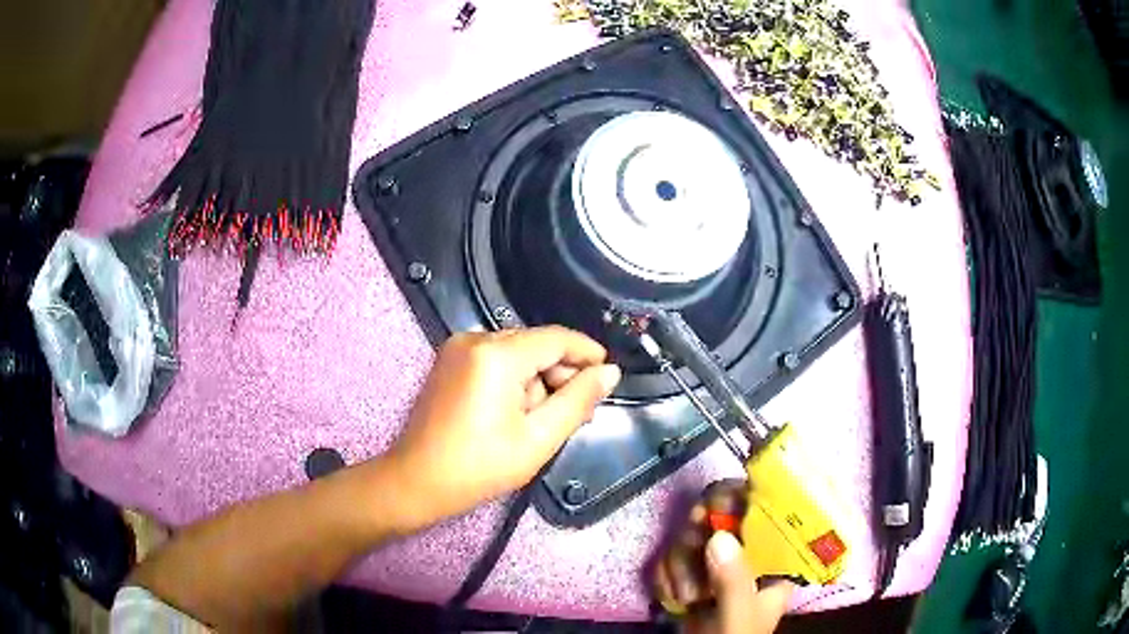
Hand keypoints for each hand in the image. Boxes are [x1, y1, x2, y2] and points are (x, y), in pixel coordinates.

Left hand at [385, 326, 620, 529]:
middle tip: (577, 413)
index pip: (556, 338)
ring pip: (517, 352)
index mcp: (497, 355)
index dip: (587, 353)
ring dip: (537, 380)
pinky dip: (514, 380)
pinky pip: (496, 359)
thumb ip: (578, 400)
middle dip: (560, 374)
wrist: (416, 481)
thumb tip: (610, 371)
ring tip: (542, 422)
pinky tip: (517, 412)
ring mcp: (458, 347)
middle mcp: (476, 338)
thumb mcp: (538, 439)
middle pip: (536, 344)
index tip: (609, 376)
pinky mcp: (449, 360)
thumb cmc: (479, 467)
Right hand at [654, 480, 794, 633]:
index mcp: (774, 561)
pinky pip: (671, 557)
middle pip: (723, 517)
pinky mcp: (690, 574)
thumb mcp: (738, 618)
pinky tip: (670, 597)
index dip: (745, 499)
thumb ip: (734, 583)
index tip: (718, 502)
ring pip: (692, 536)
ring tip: (683, 597)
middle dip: (699, 533)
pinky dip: (665, 575)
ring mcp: (716, 565)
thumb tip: (719, 537)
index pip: (768, 513)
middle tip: (690, 541)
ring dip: (678, 563)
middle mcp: (747, 555)